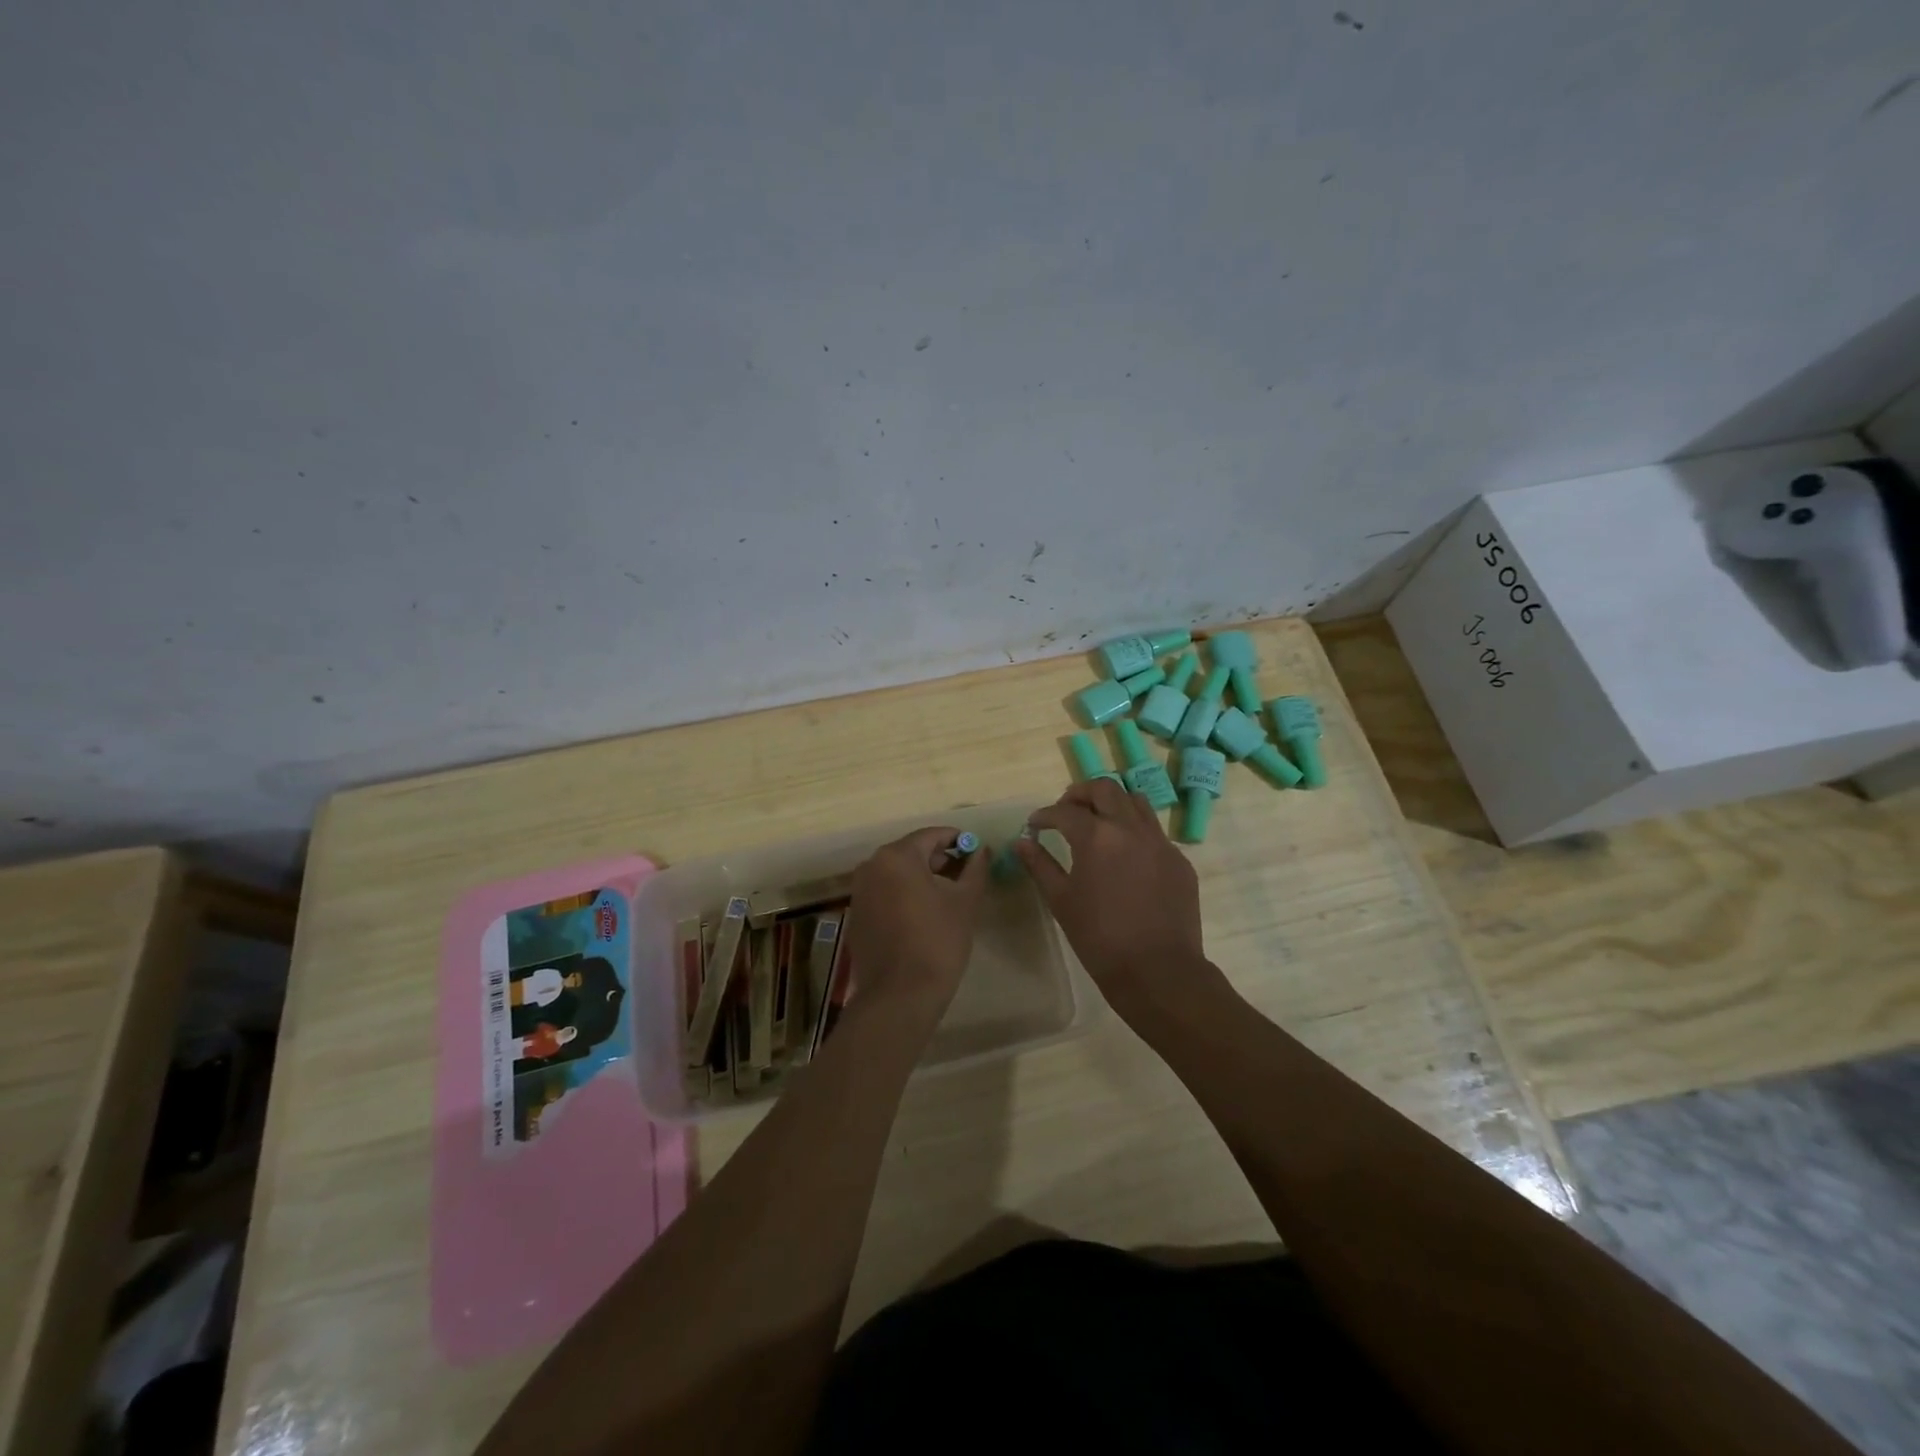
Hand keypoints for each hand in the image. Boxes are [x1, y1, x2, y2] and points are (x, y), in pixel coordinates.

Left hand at [847, 826, 989, 1025]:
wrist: (900, 995)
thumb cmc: (937, 942)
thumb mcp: (965, 902)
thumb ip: (975, 869)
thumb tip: (982, 850)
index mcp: (897, 856)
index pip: (931, 835)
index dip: (957, 840)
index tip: (977, 851)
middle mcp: (872, 866)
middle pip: (912, 852)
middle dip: (941, 859)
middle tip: (967, 875)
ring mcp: (860, 891)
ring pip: (897, 873)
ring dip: (923, 877)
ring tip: (950, 896)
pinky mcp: (858, 915)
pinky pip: (885, 892)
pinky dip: (905, 894)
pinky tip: (925, 914)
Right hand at [1016, 780, 1212, 1021]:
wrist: (1158, 971)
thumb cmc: (1100, 939)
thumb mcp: (1062, 901)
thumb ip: (1040, 865)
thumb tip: (1022, 842)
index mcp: (1097, 837)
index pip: (1065, 811)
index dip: (1045, 815)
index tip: (1035, 825)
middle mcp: (1131, 828)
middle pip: (1104, 789)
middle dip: (1080, 794)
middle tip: (1066, 811)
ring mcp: (1160, 842)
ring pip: (1135, 802)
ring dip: (1112, 804)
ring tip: (1098, 824)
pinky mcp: (1179, 860)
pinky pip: (1154, 832)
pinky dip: (1134, 831)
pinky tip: (1126, 857)